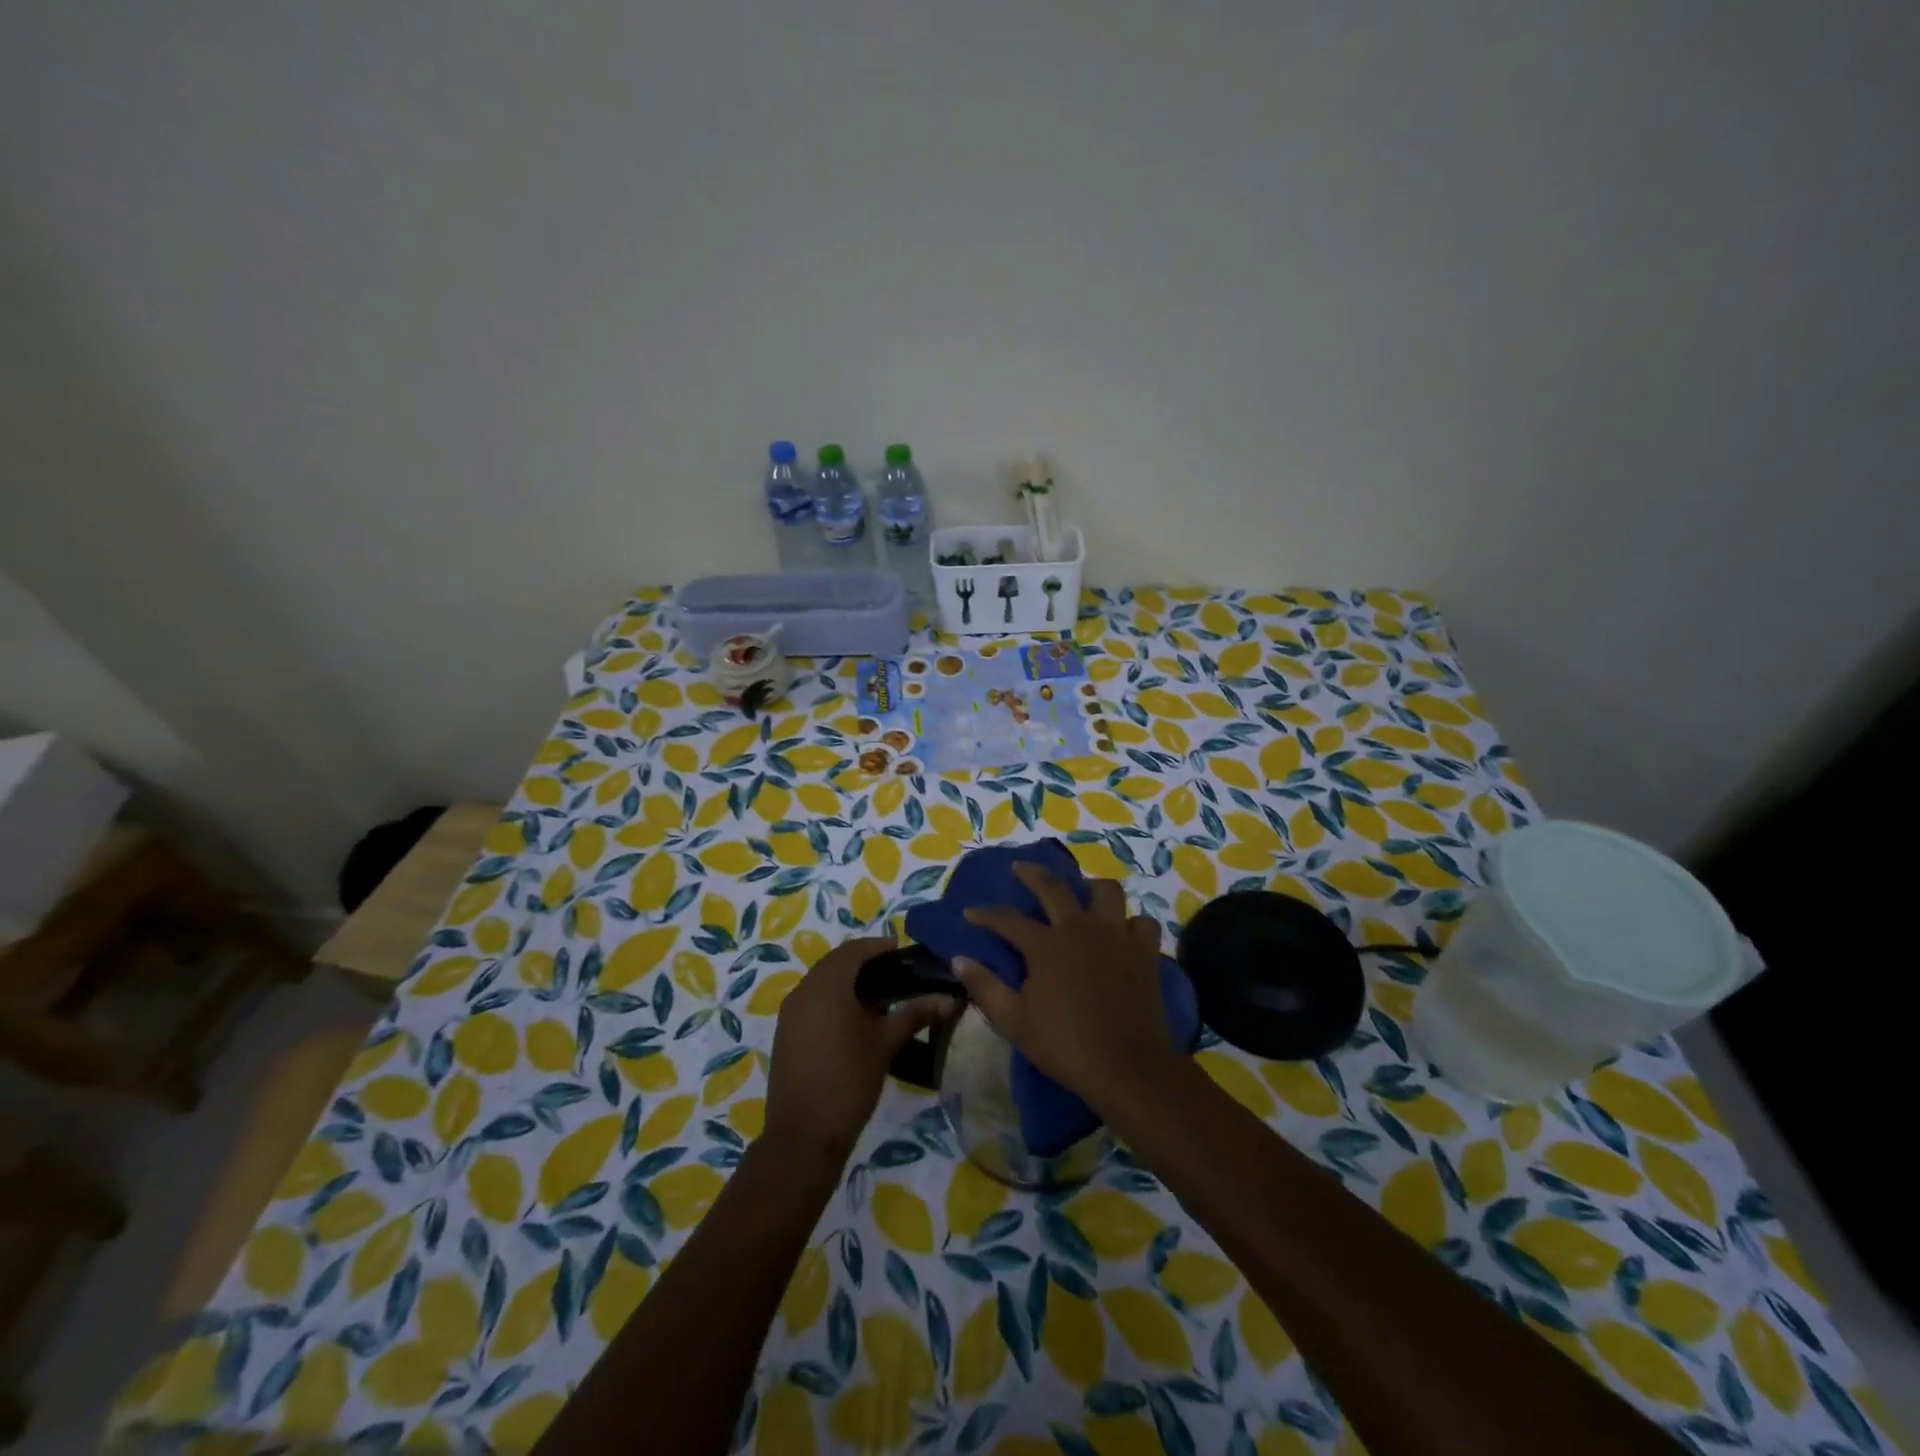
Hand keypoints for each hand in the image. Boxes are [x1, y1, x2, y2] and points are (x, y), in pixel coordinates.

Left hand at [763, 936, 955, 1160]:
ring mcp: (790, 1013)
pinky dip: (833, 999)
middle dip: (864, 962)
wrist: (804, 1136)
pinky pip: (812, 1002)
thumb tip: (949, 998)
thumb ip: (915, 1014)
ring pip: (822, 982)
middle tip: (894, 970)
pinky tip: (856, 1019)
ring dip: (848, 981)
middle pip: (835, 963)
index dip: (878, 946)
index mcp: (827, 985)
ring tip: (880, 995)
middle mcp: (803, 991)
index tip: (901, 949)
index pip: (853, 950)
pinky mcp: (786, 1034)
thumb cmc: (849, 1080)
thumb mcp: (886, 1043)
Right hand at [956, 864, 1173, 1111]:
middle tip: (1020, 867)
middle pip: (1053, 887)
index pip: (1007, 919)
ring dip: (1091, 888)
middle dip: (1032, 874)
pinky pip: (1141, 922)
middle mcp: (1079, 928)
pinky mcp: (1144, 950)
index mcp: (1045, 944)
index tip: (970, 913)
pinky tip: (1124, 933)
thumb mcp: (1014, 1021)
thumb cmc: (1065, 1044)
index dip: (985, 914)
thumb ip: (985, 986)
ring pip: (1106, 891)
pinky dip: (1131, 924)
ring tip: (1083, 894)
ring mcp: (1116, 935)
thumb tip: (960, 959)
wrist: (1126, 1065)